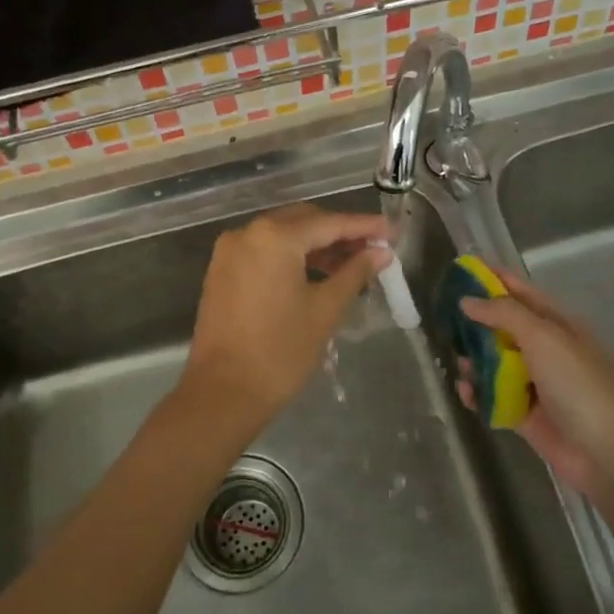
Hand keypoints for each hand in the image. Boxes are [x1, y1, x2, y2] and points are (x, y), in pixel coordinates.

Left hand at [179, 204, 390, 437]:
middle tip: (373, 248)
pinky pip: (264, 251)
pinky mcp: (222, 271)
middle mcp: (247, 233)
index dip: (363, 226)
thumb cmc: (280, 351)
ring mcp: (229, 251)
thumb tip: (380, 253)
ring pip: (282, 235)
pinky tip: (316, 273)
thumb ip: (354, 273)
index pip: (329, 223)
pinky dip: (291, 256)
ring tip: (350, 265)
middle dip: (339, 232)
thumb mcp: (325, 310)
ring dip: (315, 245)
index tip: (391, 230)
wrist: (223, 392)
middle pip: (303, 221)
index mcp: (274, 237)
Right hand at [458, 271, 613, 493]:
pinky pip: (493, 397)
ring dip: (474, 361)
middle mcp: (546, 350)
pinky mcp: (524, 413)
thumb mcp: (542, 337)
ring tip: (458, 361)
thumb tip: (467, 300)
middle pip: (504, 328)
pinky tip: (466, 391)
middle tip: (445, 318)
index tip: (463, 270)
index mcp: (559, 326)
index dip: (495, 280)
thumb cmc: (576, 384)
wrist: (602, 451)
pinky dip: (478, 393)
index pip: (523, 293)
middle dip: (477, 323)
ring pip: (495, 363)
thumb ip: (503, 313)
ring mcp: (535, 383)